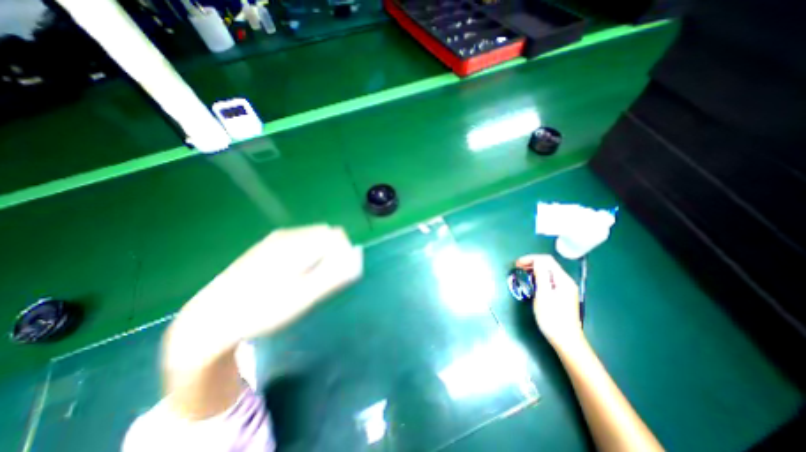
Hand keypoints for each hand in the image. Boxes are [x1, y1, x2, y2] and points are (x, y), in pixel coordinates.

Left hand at [179, 225, 362, 345]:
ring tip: (305, 279)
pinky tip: (290, 275)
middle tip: (321, 279)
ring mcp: (274, 239)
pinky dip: (305, 254)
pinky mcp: (265, 246)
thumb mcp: (304, 298)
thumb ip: (334, 275)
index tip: (337, 274)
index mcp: (298, 244)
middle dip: (332, 253)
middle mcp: (288, 235)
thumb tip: (355, 259)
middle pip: (325, 234)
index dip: (344, 253)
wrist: (211, 319)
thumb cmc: (263, 310)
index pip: (337, 235)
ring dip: (319, 254)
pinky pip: (297, 242)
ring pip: (312, 238)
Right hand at [516, 255, 586, 349]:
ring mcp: (565, 289)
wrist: (566, 340)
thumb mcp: (543, 295)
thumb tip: (536, 260)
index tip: (517, 264)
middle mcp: (566, 282)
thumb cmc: (552, 318)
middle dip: (531, 263)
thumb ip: (541, 275)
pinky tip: (532, 283)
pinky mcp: (562, 295)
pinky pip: (549, 280)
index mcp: (563, 280)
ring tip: (522, 275)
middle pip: (548, 265)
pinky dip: (538, 278)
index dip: (531, 259)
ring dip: (534, 270)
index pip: (546, 260)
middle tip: (517, 268)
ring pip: (548, 272)